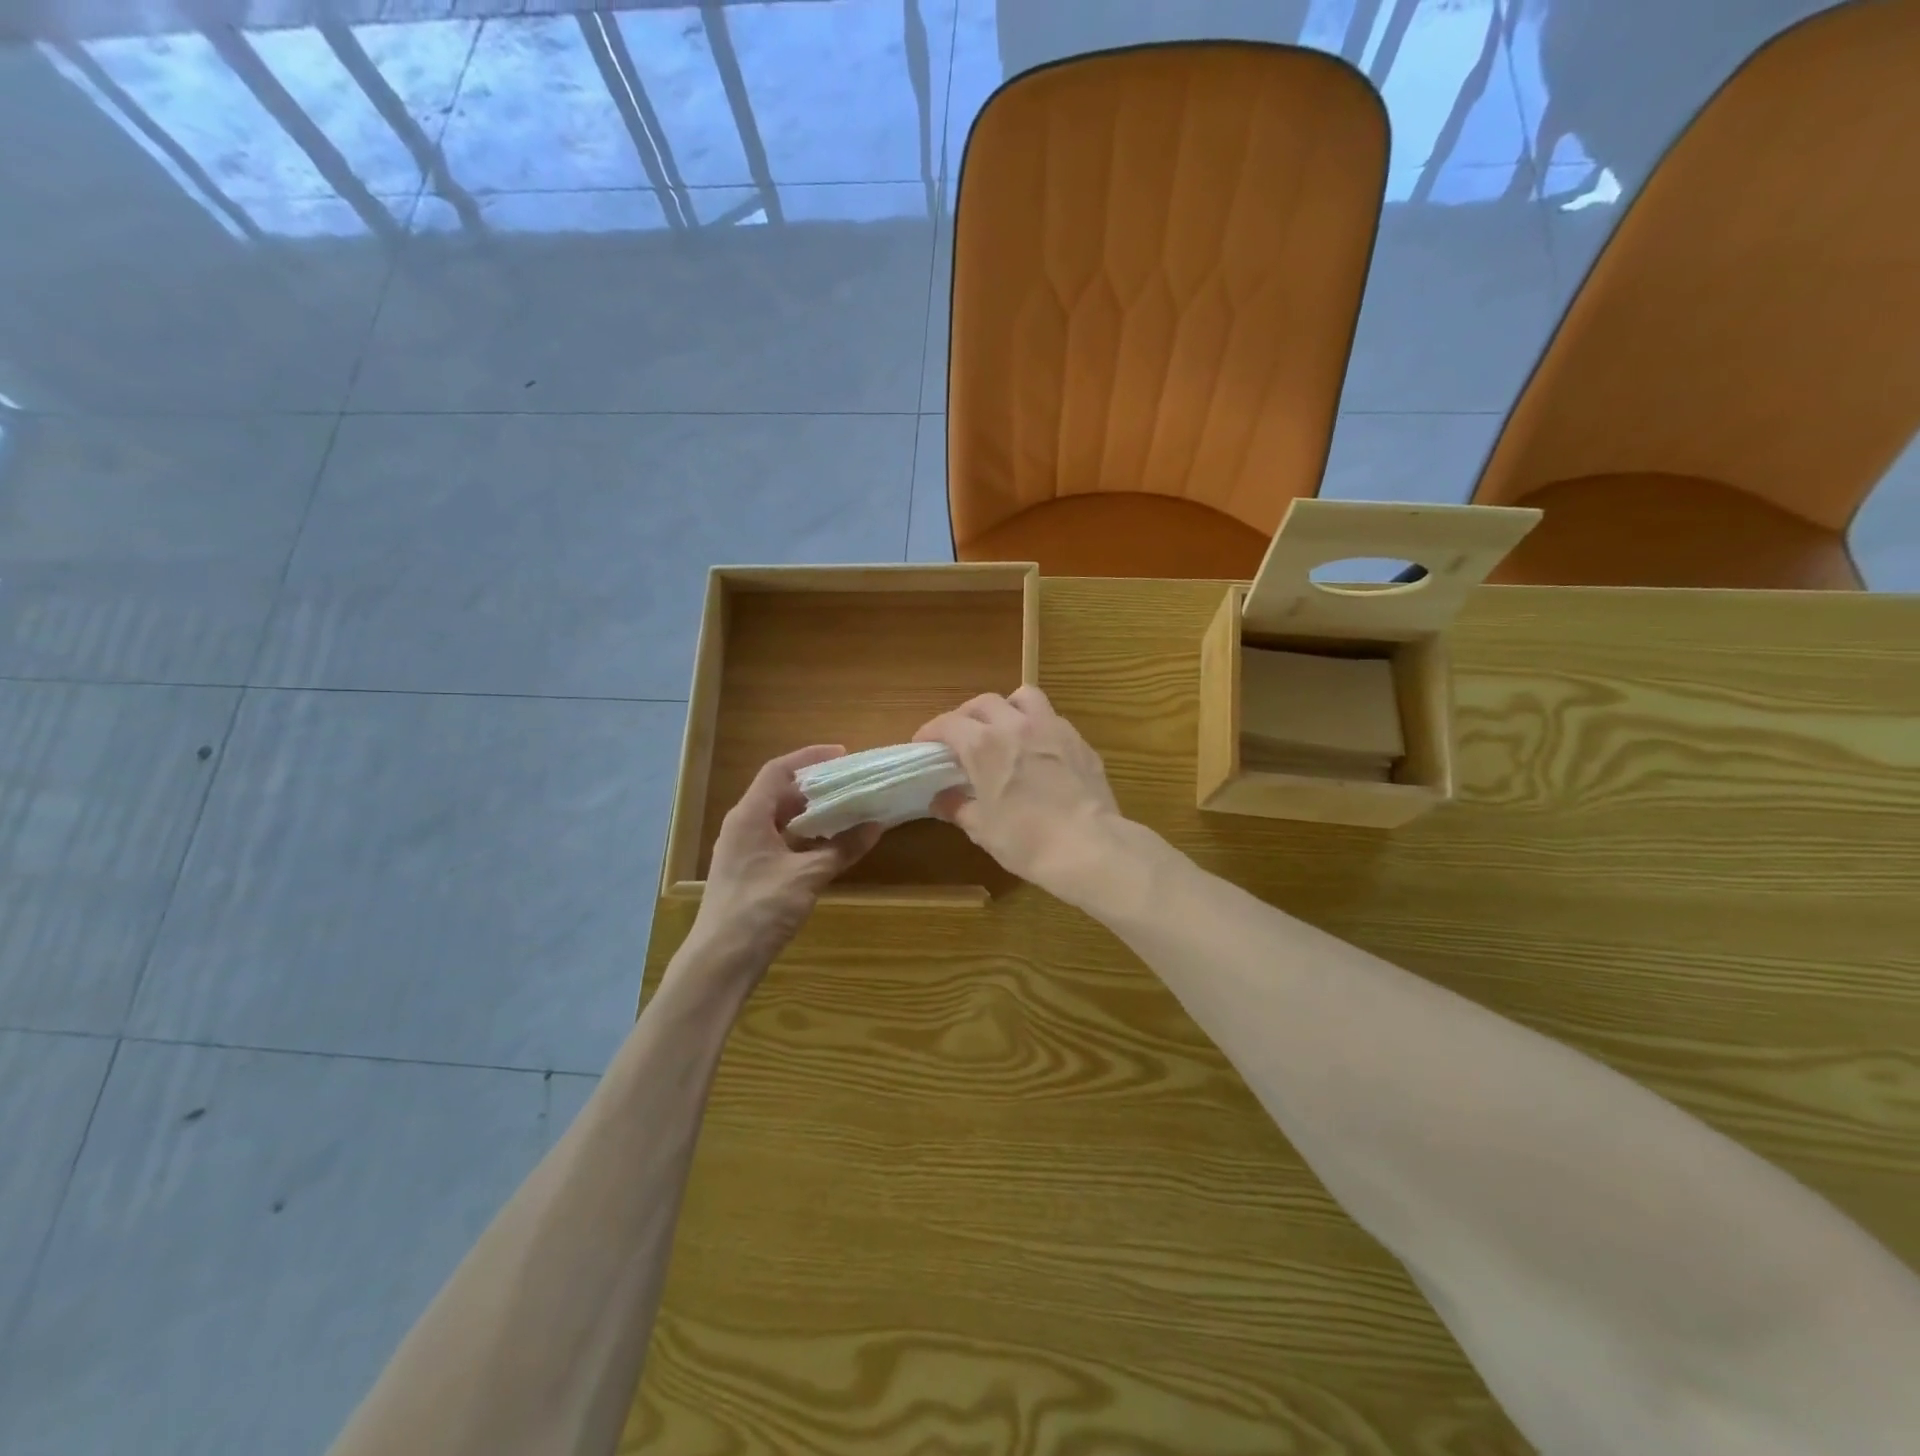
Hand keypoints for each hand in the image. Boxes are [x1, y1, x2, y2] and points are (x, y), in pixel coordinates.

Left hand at [684, 746, 882, 984]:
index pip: (778, 771)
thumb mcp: (807, 876)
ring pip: (781, 819)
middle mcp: (743, 826)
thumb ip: (841, 849)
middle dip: (815, 786)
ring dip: (811, 813)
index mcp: (749, 816)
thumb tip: (875, 826)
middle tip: (851, 783)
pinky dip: (805, 837)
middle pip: (779, 793)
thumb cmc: (760, 908)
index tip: (843, 755)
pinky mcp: (750, 873)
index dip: (810, 757)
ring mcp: (744, 851)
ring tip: (847, 809)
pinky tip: (829, 845)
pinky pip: (781, 841)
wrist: (721, 961)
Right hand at [914, 687, 1122, 902]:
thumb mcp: (982, 829)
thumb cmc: (1026, 840)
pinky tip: (1038, 750)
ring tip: (1004, 728)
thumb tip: (941, 800)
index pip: (948, 723)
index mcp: (984, 745)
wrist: (1088, 846)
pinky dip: (1037, 726)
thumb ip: (958, 807)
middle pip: (984, 702)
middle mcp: (1015, 725)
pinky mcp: (1078, 741)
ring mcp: (1052, 728)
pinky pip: (1052, 719)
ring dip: (1007, 707)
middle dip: (967, 715)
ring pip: (1023, 697)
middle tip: (961, 737)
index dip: (931, 731)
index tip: (924, 744)